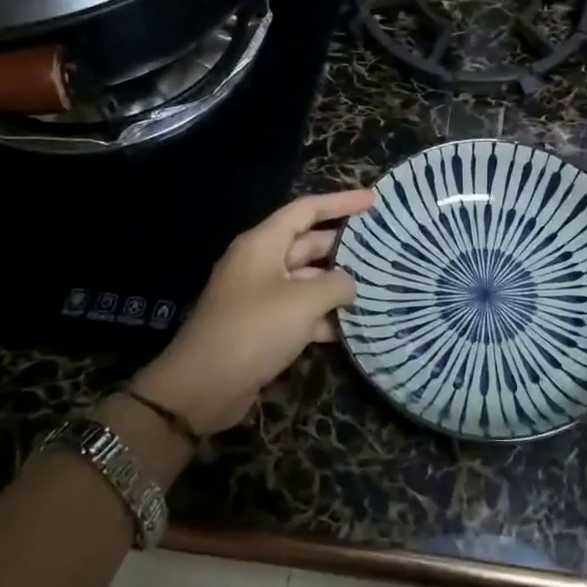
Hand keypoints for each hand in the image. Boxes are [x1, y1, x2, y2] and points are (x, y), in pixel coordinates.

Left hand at [125, 188, 374, 435]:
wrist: (203, 386)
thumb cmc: (254, 329)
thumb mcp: (304, 301)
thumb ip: (337, 284)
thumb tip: (350, 284)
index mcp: (263, 244)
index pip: (306, 210)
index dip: (341, 202)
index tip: (373, 200)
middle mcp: (261, 264)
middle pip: (309, 244)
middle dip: (344, 247)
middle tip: (383, 249)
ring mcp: (261, 296)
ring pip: (308, 281)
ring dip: (338, 286)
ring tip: (378, 288)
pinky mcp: (264, 327)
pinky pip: (301, 311)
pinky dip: (324, 317)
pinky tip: (354, 328)